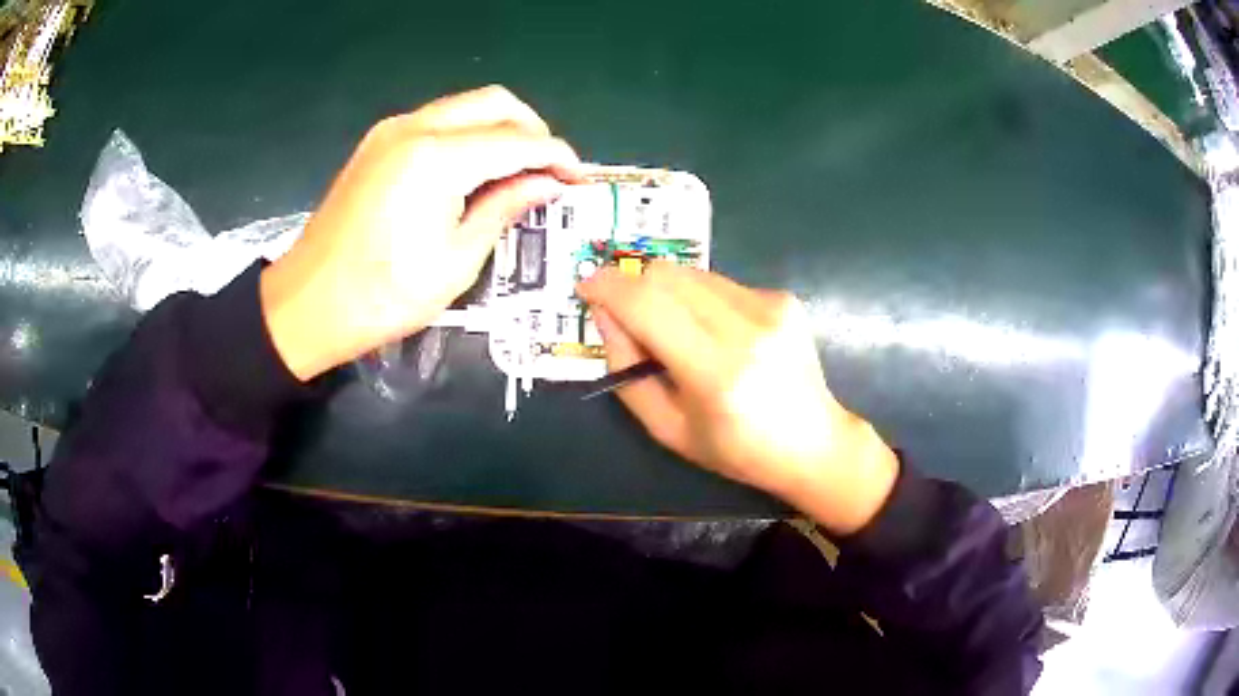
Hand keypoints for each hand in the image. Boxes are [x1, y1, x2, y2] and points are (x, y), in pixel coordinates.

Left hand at [261, 86, 581, 379]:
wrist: (308, 304)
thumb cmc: (384, 296)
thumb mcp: (457, 260)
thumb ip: (505, 207)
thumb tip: (547, 184)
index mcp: (437, 158)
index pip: (517, 140)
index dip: (556, 156)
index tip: (579, 178)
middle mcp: (415, 128)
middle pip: (495, 103)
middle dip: (532, 130)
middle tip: (548, 170)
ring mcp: (392, 131)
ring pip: (466, 106)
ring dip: (500, 129)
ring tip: (517, 171)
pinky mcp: (378, 143)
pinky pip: (438, 121)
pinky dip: (468, 135)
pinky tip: (475, 170)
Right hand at [578, 263, 898, 534]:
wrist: (812, 442)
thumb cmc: (735, 449)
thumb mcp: (667, 428)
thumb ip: (626, 370)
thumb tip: (604, 313)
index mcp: (715, 372)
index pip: (646, 304)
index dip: (607, 287)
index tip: (585, 287)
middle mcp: (745, 329)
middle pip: (666, 275)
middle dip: (632, 286)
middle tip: (625, 315)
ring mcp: (769, 307)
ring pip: (691, 272)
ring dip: (666, 292)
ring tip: (675, 331)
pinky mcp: (782, 298)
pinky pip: (719, 282)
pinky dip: (699, 298)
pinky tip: (714, 331)